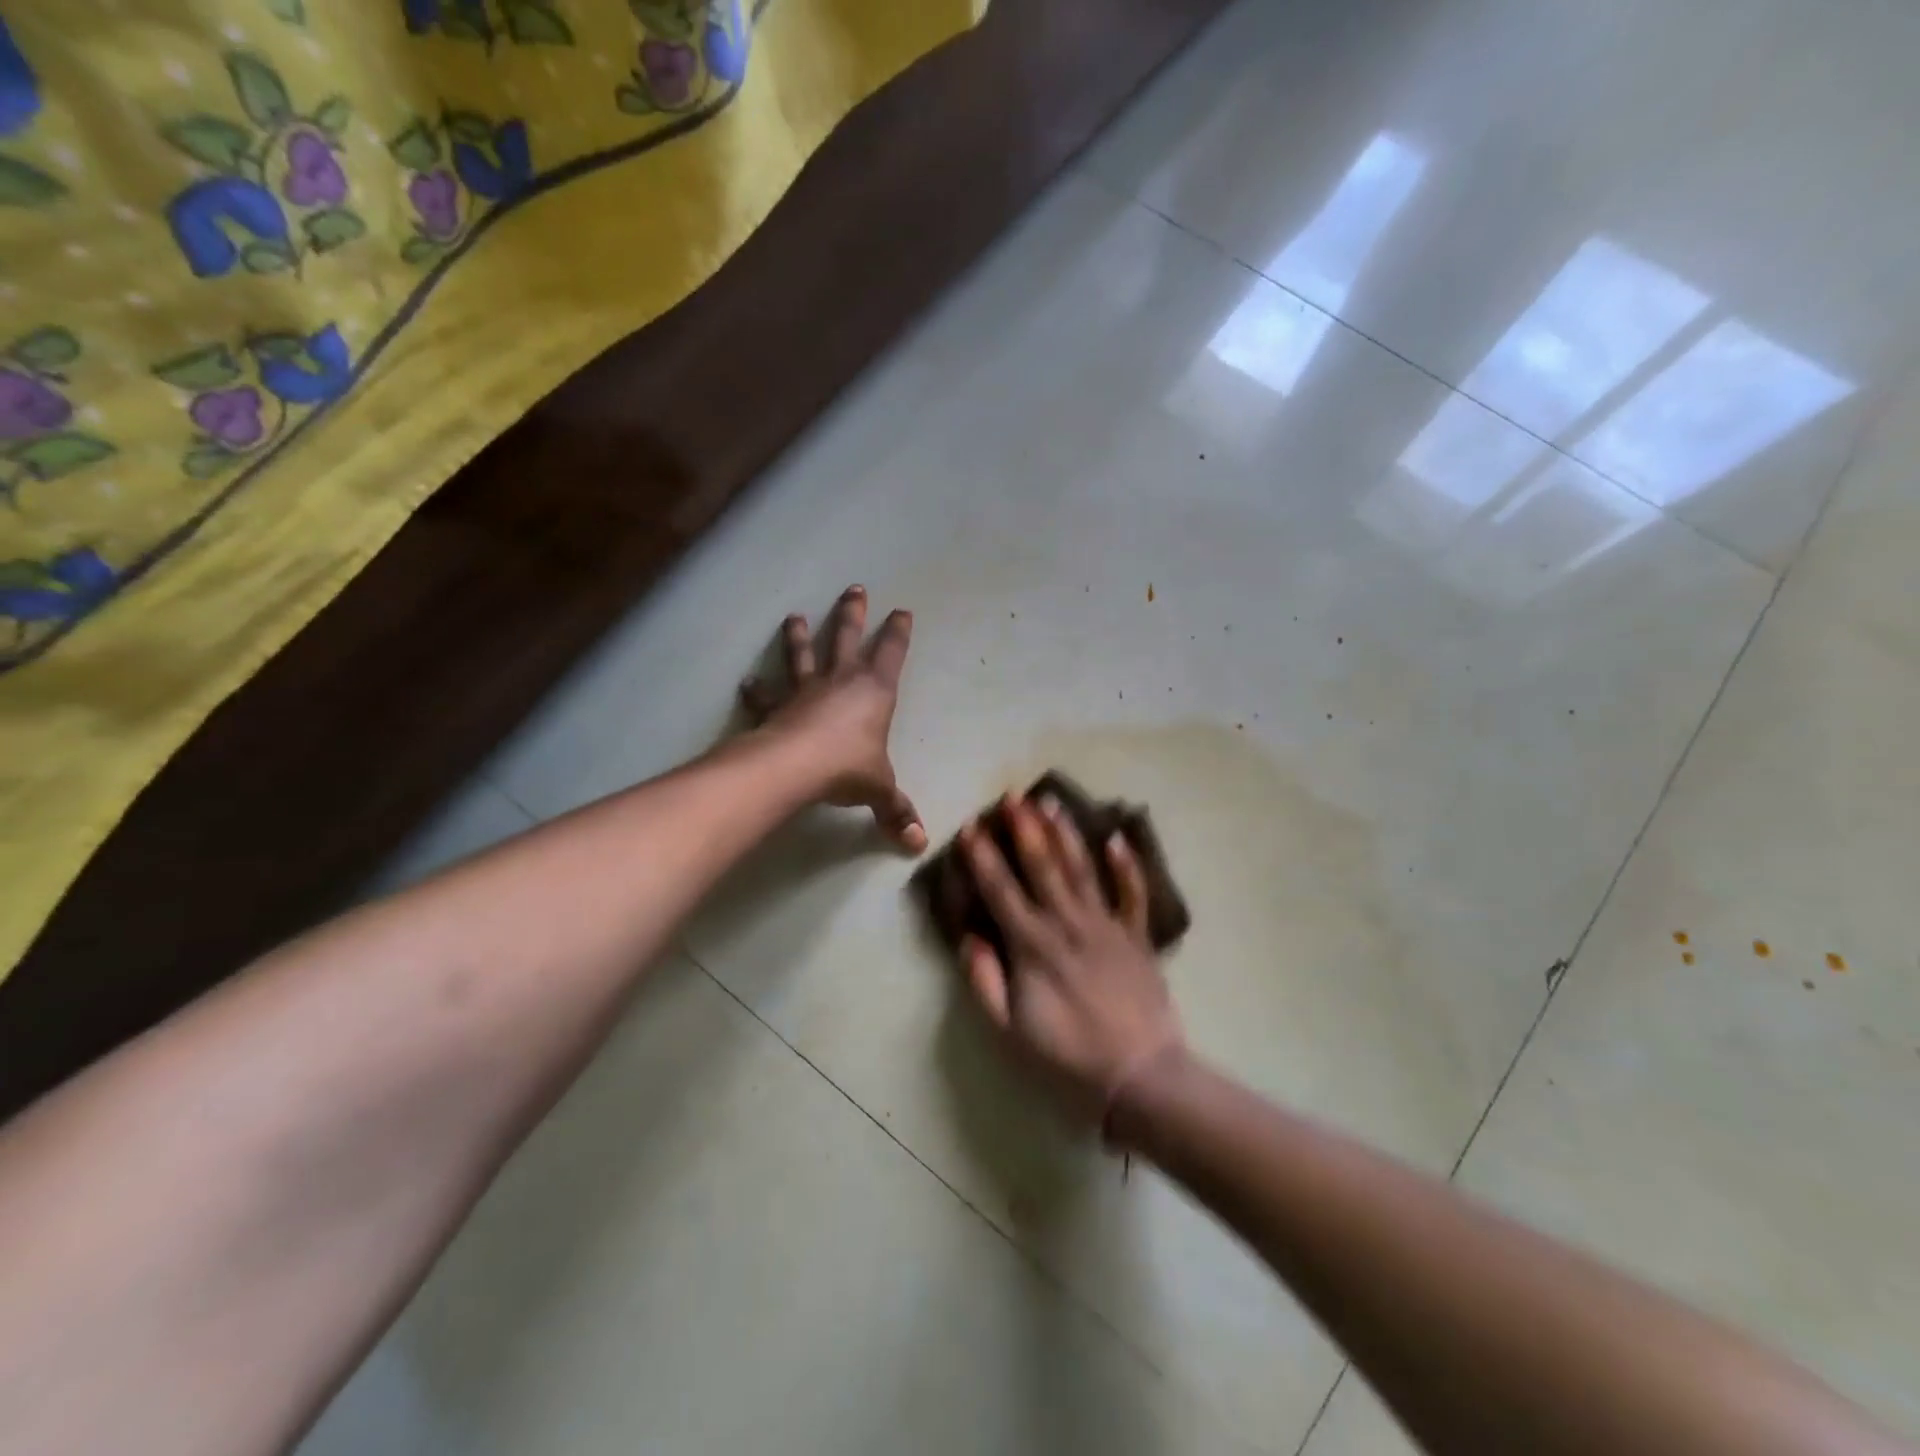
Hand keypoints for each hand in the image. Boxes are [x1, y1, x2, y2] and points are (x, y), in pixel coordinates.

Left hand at [740, 585, 926, 852]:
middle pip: (846, 638)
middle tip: (854, 589)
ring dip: (799, 637)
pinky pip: (766, 697)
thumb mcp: (880, 790)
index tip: (902, 611)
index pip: (891, 653)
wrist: (796, 766)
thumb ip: (897, 812)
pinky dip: (755, 691)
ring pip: (802, 656)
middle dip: (852, 614)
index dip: (898, 633)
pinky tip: (746, 683)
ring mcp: (805, 691)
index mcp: (874, 691)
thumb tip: (918, 844)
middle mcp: (840, 681)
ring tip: (793, 616)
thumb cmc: (849, 767)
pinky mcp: (777, 708)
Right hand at [958, 794, 1184, 1130]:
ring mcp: (1107, 926)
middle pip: (1043, 866)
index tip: (971, 827)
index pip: (1001, 890)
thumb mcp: (1010, 1032)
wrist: (1140, 1076)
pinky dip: (1126, 866)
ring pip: (1082, 870)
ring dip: (1065, 834)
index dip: (982, 857)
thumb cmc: (1067, 1058)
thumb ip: (985, 982)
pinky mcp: (1137, 937)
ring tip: (1051, 802)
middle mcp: (1068, 924)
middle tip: (1013, 795)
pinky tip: (1116, 839)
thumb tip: (968, 937)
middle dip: (1025, 828)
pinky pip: (1132, 894)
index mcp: (1033, 946)